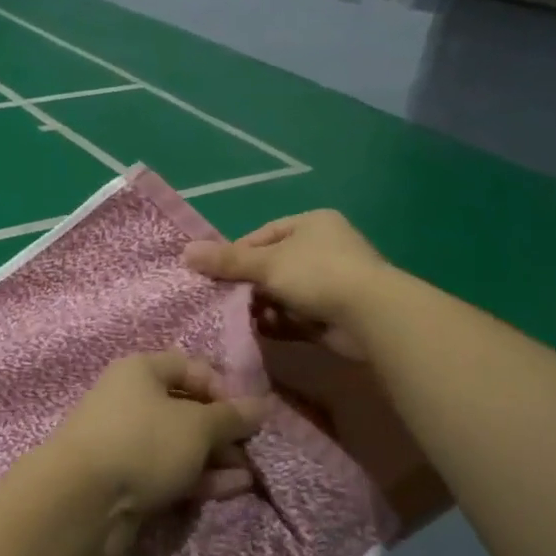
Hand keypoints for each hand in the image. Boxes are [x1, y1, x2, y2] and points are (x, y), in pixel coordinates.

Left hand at [44, 352, 269, 555]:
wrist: (82, 499)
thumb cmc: (142, 442)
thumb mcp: (196, 426)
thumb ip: (231, 416)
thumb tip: (262, 405)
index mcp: (140, 371)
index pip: (189, 367)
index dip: (221, 386)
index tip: (245, 412)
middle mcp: (130, 401)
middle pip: (185, 408)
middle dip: (221, 429)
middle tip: (251, 447)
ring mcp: (127, 442)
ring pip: (179, 444)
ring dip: (215, 457)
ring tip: (250, 473)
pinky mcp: (126, 479)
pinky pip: (169, 471)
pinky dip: (199, 477)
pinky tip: (233, 488)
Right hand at [182, 212, 391, 359]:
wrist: (370, 316)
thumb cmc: (317, 274)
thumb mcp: (266, 264)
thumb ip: (227, 261)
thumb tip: (185, 252)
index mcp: (311, 224)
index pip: (263, 236)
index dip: (237, 255)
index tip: (216, 275)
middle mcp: (323, 248)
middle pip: (272, 266)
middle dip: (248, 285)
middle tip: (224, 300)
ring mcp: (331, 282)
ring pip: (282, 294)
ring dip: (262, 306)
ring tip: (241, 319)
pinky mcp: (333, 313)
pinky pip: (296, 316)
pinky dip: (279, 323)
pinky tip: (261, 331)